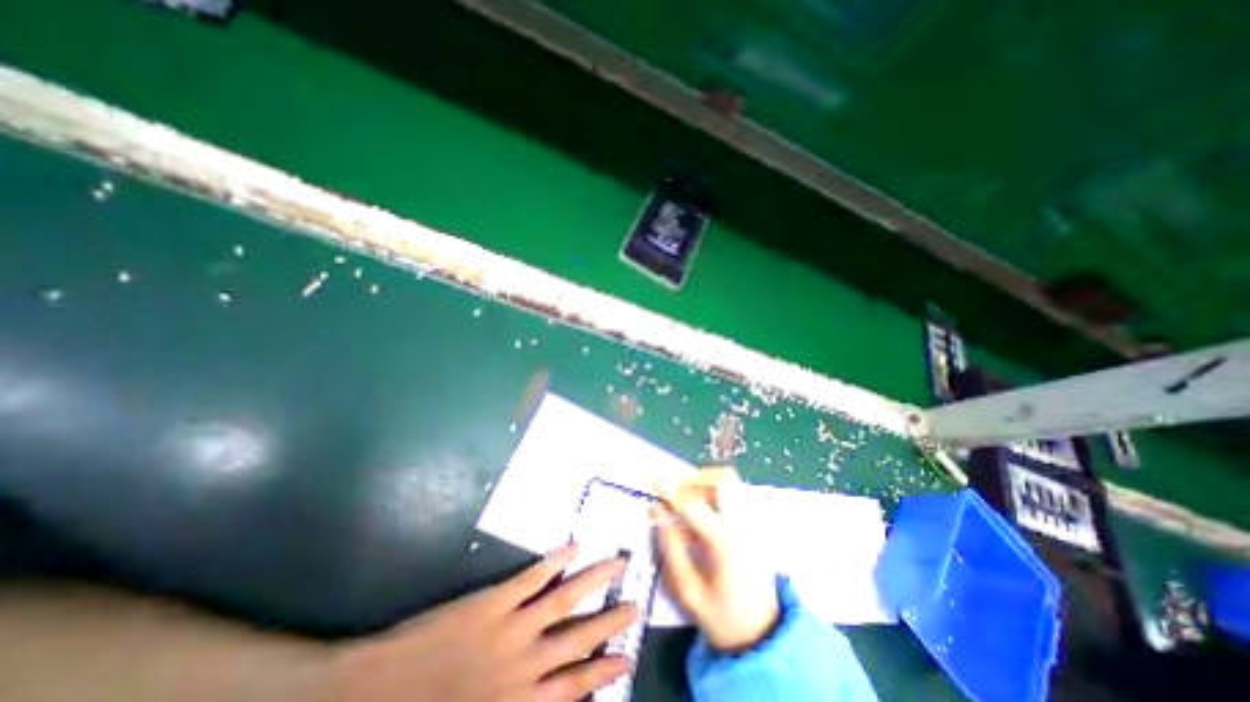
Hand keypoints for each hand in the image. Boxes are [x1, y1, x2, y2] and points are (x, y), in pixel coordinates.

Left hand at [334, 549, 635, 701]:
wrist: (367, 695)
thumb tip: (550, 697)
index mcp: (516, 701)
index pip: (573, 687)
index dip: (603, 672)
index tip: (628, 658)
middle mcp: (523, 663)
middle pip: (578, 638)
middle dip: (610, 622)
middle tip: (635, 606)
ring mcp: (510, 625)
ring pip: (564, 599)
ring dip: (594, 581)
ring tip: (617, 564)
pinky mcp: (493, 600)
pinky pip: (532, 577)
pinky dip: (556, 561)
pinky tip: (574, 547)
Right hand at [659, 468, 777, 653]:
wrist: (763, 637)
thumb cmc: (722, 617)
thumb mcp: (688, 591)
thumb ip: (670, 548)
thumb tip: (657, 511)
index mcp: (726, 544)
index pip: (695, 505)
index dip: (672, 491)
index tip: (655, 483)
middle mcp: (744, 526)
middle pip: (723, 480)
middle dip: (695, 480)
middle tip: (676, 492)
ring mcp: (754, 524)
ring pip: (730, 482)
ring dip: (705, 484)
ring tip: (688, 500)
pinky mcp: (756, 526)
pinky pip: (734, 494)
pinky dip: (715, 492)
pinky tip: (702, 512)